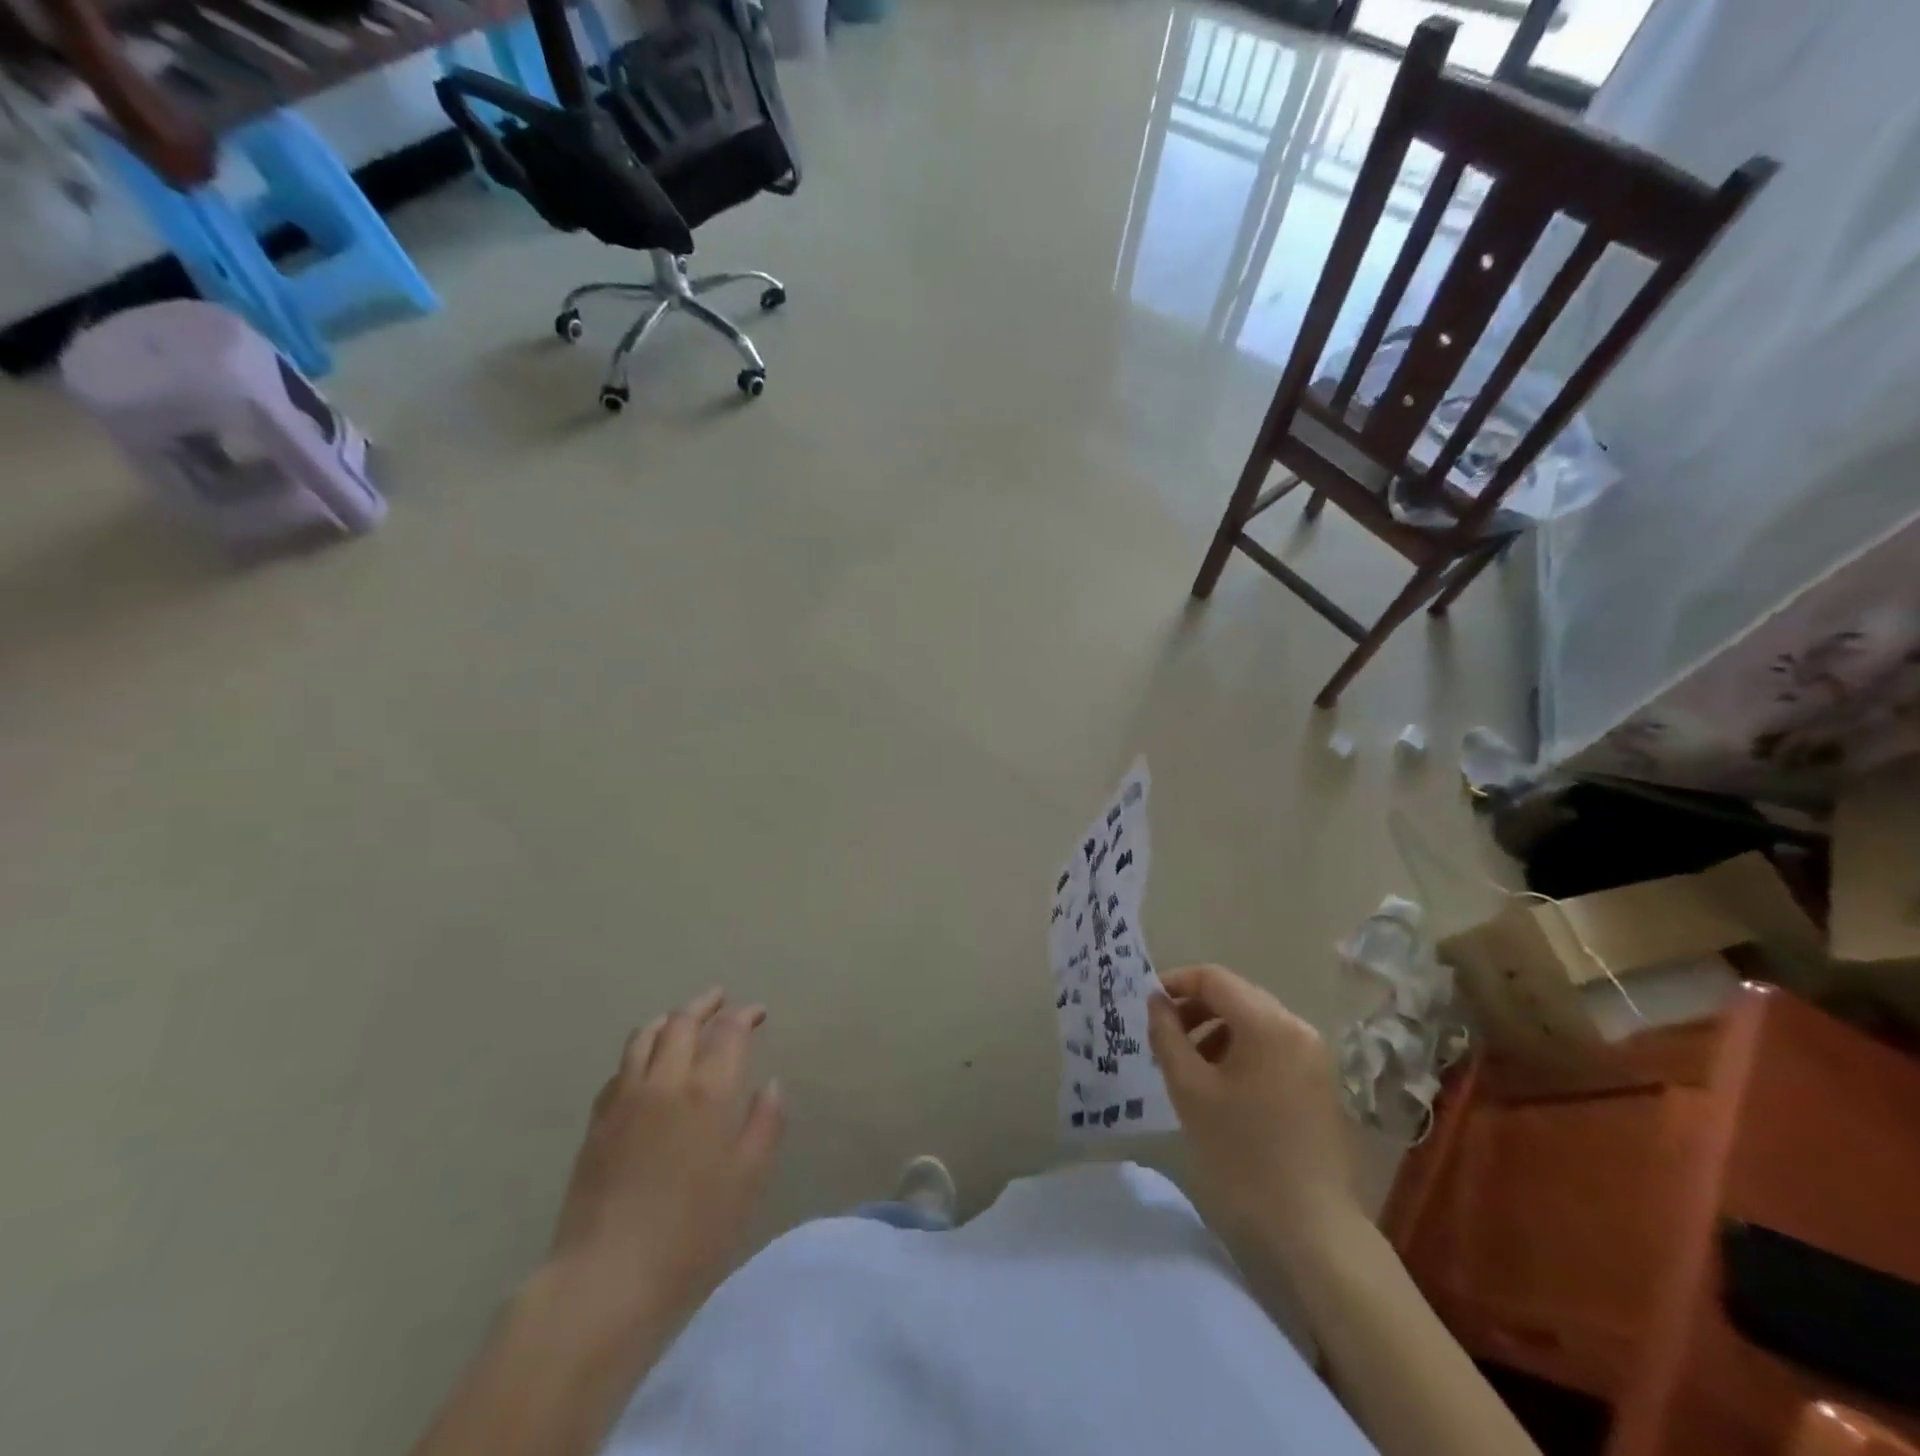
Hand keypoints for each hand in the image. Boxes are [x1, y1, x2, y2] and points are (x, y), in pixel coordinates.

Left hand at [549, 988, 784, 1326]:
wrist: (605, 1280)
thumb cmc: (691, 1235)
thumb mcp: (747, 1182)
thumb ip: (764, 1126)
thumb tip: (771, 1085)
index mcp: (707, 1092)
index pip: (728, 1032)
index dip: (744, 1015)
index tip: (758, 1012)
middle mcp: (664, 1082)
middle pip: (682, 1022)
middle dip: (705, 1004)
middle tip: (721, 999)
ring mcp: (624, 1100)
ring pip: (643, 1037)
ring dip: (668, 1019)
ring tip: (681, 1019)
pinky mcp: (596, 1124)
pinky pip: (619, 1069)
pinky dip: (638, 1053)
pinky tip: (643, 1067)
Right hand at [1147, 964, 1359, 1255]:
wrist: (1313, 1229)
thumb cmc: (1243, 1154)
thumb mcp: (1190, 1090)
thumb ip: (1167, 1035)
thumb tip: (1157, 1001)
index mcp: (1268, 1023)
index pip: (1213, 978)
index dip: (1176, 983)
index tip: (1147, 1006)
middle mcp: (1297, 1028)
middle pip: (1236, 996)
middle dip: (1195, 1009)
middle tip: (1163, 1037)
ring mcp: (1315, 1055)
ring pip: (1254, 1022)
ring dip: (1216, 1031)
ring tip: (1188, 1065)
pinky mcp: (1320, 1082)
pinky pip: (1272, 1046)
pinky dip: (1241, 1051)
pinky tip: (1222, 1086)